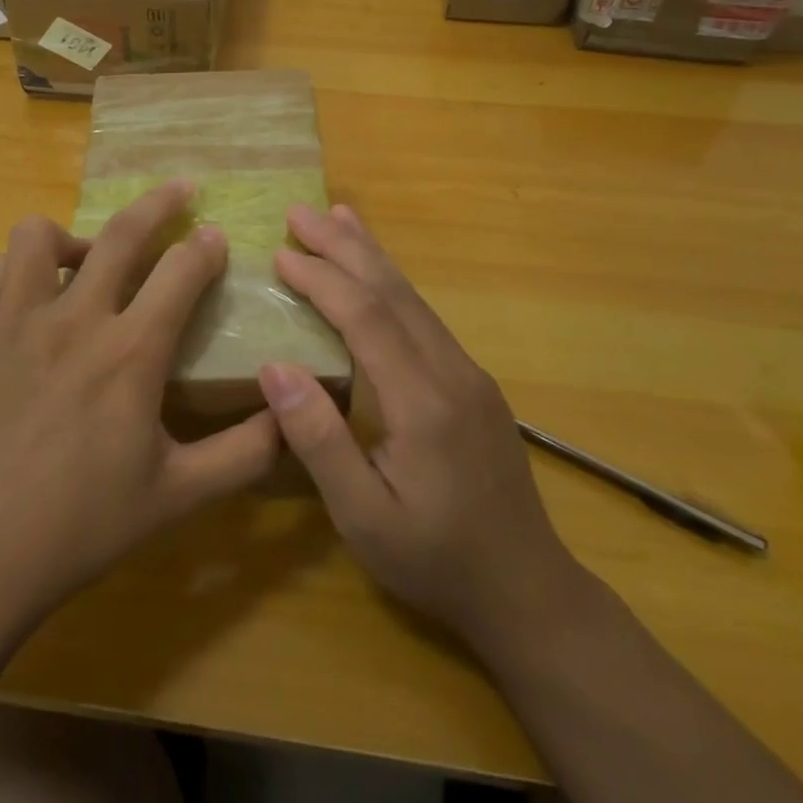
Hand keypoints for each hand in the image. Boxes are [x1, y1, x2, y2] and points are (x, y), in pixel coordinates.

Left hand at [0, 181, 279, 633]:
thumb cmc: (80, 526)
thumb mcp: (177, 496)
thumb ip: (244, 454)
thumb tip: (292, 415)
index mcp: (131, 353)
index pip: (182, 272)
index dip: (206, 248)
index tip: (217, 237)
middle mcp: (75, 318)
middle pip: (123, 232)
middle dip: (159, 202)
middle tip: (180, 189)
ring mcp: (17, 320)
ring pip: (41, 235)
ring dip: (74, 234)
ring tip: (90, 258)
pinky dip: (23, 268)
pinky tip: (36, 296)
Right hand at [259, 204, 582, 653]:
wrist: (527, 591)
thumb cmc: (435, 560)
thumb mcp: (363, 518)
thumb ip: (319, 441)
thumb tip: (274, 367)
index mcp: (423, 401)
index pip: (366, 317)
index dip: (322, 279)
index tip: (281, 252)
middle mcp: (451, 371)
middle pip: (392, 291)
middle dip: (344, 246)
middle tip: (300, 211)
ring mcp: (468, 372)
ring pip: (414, 297)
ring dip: (372, 254)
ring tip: (338, 217)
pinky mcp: (473, 381)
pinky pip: (425, 316)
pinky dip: (393, 283)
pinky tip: (378, 275)